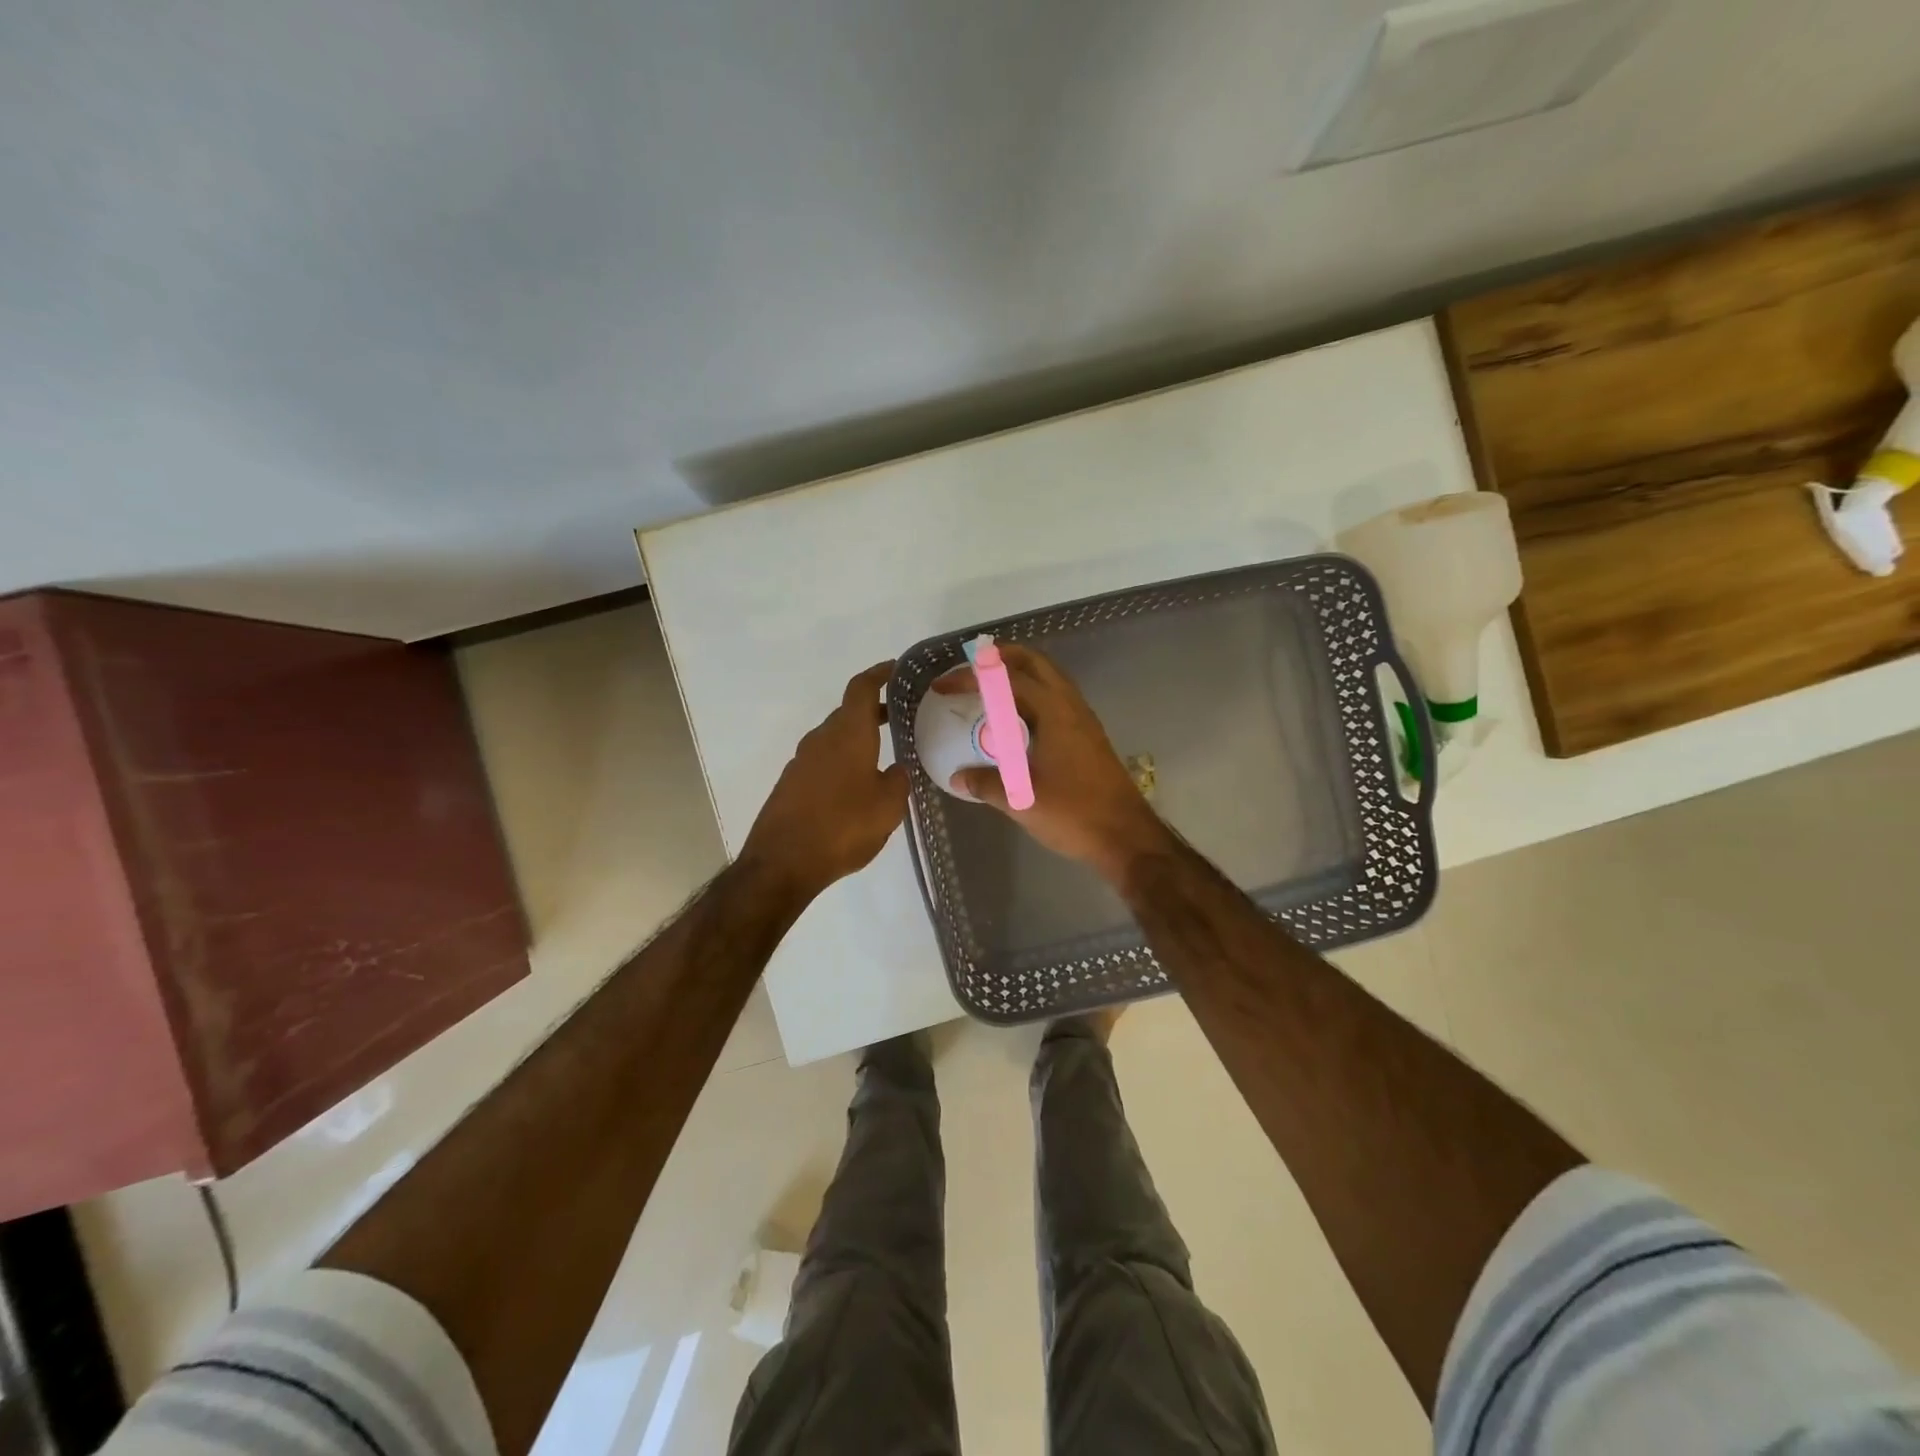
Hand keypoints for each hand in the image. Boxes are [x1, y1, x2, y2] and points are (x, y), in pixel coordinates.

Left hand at [739, 662, 909, 901]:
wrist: (781, 863)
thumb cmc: (842, 827)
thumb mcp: (888, 807)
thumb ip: (898, 781)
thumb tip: (897, 769)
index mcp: (848, 734)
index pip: (862, 688)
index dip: (879, 674)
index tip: (896, 669)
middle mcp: (821, 739)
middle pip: (847, 713)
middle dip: (874, 711)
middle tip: (900, 717)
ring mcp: (801, 761)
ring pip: (835, 738)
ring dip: (857, 739)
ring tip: (883, 754)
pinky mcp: (791, 784)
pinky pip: (823, 761)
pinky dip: (843, 761)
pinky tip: (856, 785)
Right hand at [936, 645, 1170, 884]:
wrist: (1127, 836)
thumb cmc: (1075, 813)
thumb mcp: (1022, 800)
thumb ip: (986, 784)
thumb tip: (958, 777)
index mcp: (1054, 712)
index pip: (1006, 678)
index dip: (971, 676)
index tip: (942, 687)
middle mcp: (1071, 706)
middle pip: (1034, 663)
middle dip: (1000, 658)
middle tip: (968, 670)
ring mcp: (1083, 720)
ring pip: (1048, 679)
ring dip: (1017, 675)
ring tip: (987, 690)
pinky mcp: (1087, 736)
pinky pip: (1055, 699)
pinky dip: (1031, 695)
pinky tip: (1015, 722)